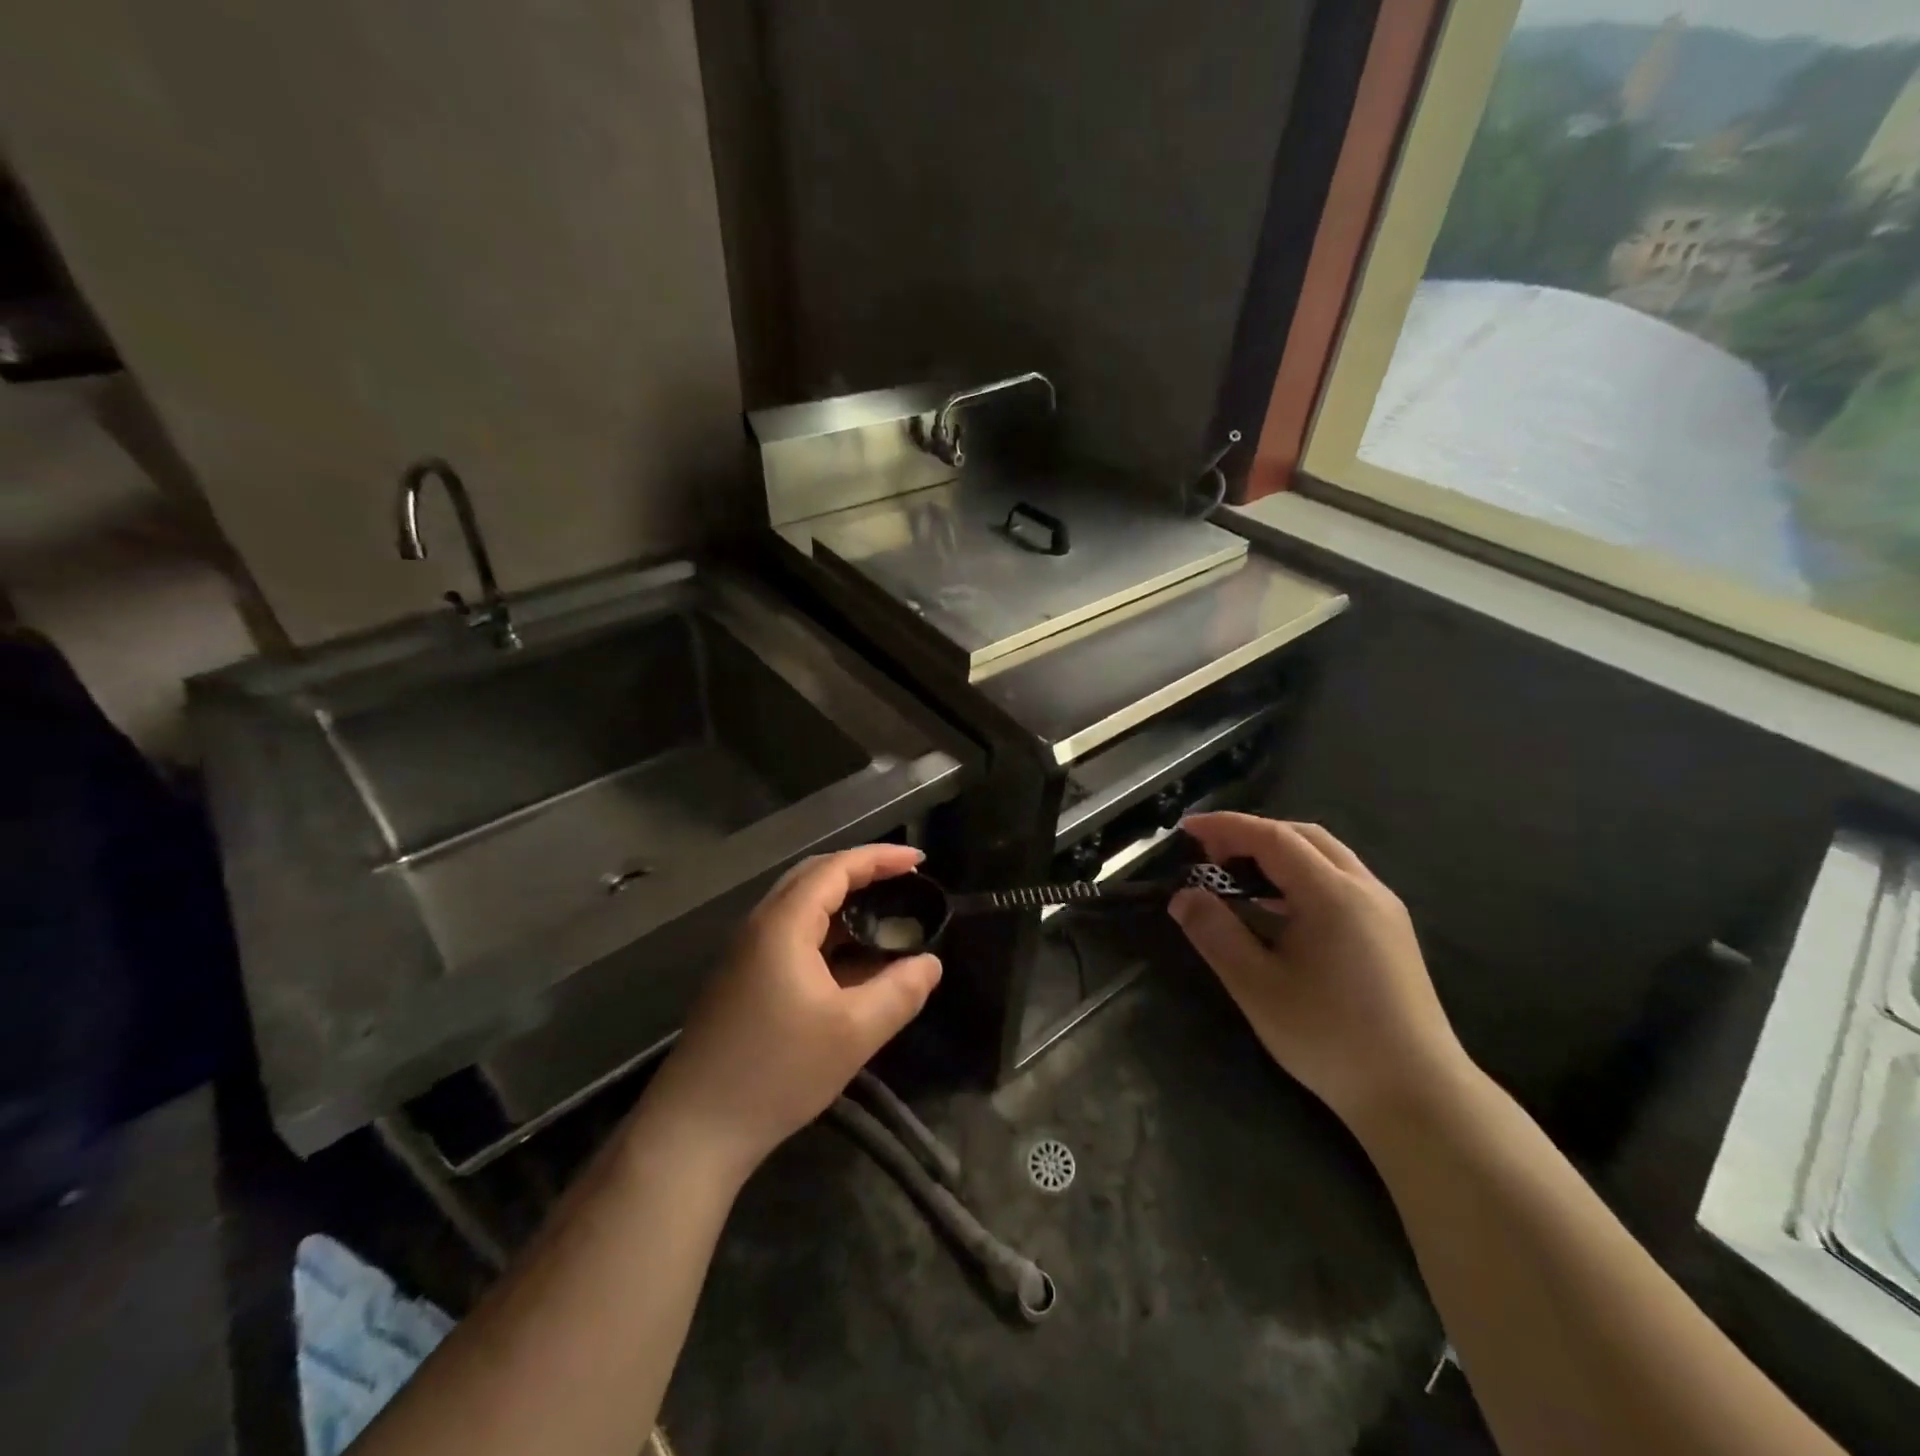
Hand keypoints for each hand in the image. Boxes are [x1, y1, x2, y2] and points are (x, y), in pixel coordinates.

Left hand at [645, 844, 941, 1177]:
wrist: (694, 1130)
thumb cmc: (777, 1072)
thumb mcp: (853, 1033)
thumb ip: (900, 992)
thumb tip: (931, 963)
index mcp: (783, 924)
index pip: (836, 868)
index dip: (880, 858)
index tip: (920, 860)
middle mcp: (759, 926)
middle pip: (814, 876)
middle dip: (862, 871)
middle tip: (904, 881)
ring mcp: (745, 952)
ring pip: (800, 905)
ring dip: (843, 901)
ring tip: (884, 914)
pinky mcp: (741, 978)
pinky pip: (790, 933)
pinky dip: (826, 930)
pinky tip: (850, 958)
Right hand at [1169, 812, 1470, 1131]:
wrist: (1418, 1096)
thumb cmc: (1330, 1037)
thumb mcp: (1256, 986)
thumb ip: (1215, 933)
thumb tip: (1183, 896)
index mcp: (1332, 894)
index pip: (1272, 837)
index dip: (1226, 826)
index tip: (1186, 829)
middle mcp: (1364, 889)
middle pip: (1303, 837)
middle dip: (1252, 834)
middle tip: (1210, 852)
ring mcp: (1384, 911)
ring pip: (1326, 857)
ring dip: (1278, 853)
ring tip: (1238, 875)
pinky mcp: (1391, 934)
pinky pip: (1340, 882)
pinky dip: (1300, 876)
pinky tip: (1279, 909)